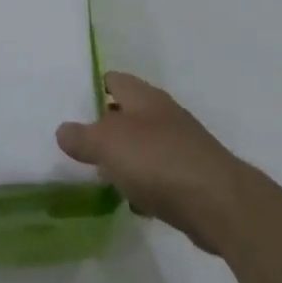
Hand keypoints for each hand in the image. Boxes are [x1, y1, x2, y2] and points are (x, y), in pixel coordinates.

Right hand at [56, 72, 248, 254]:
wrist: (218, 203)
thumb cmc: (158, 161)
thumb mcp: (108, 144)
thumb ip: (82, 136)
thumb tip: (63, 130)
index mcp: (144, 97)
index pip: (113, 79)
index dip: (91, 88)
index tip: (68, 106)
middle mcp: (163, 115)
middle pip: (126, 114)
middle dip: (103, 129)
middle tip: (75, 145)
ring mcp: (179, 145)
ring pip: (141, 146)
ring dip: (122, 159)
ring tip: (96, 175)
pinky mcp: (190, 176)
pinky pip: (157, 175)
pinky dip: (143, 186)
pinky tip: (132, 202)